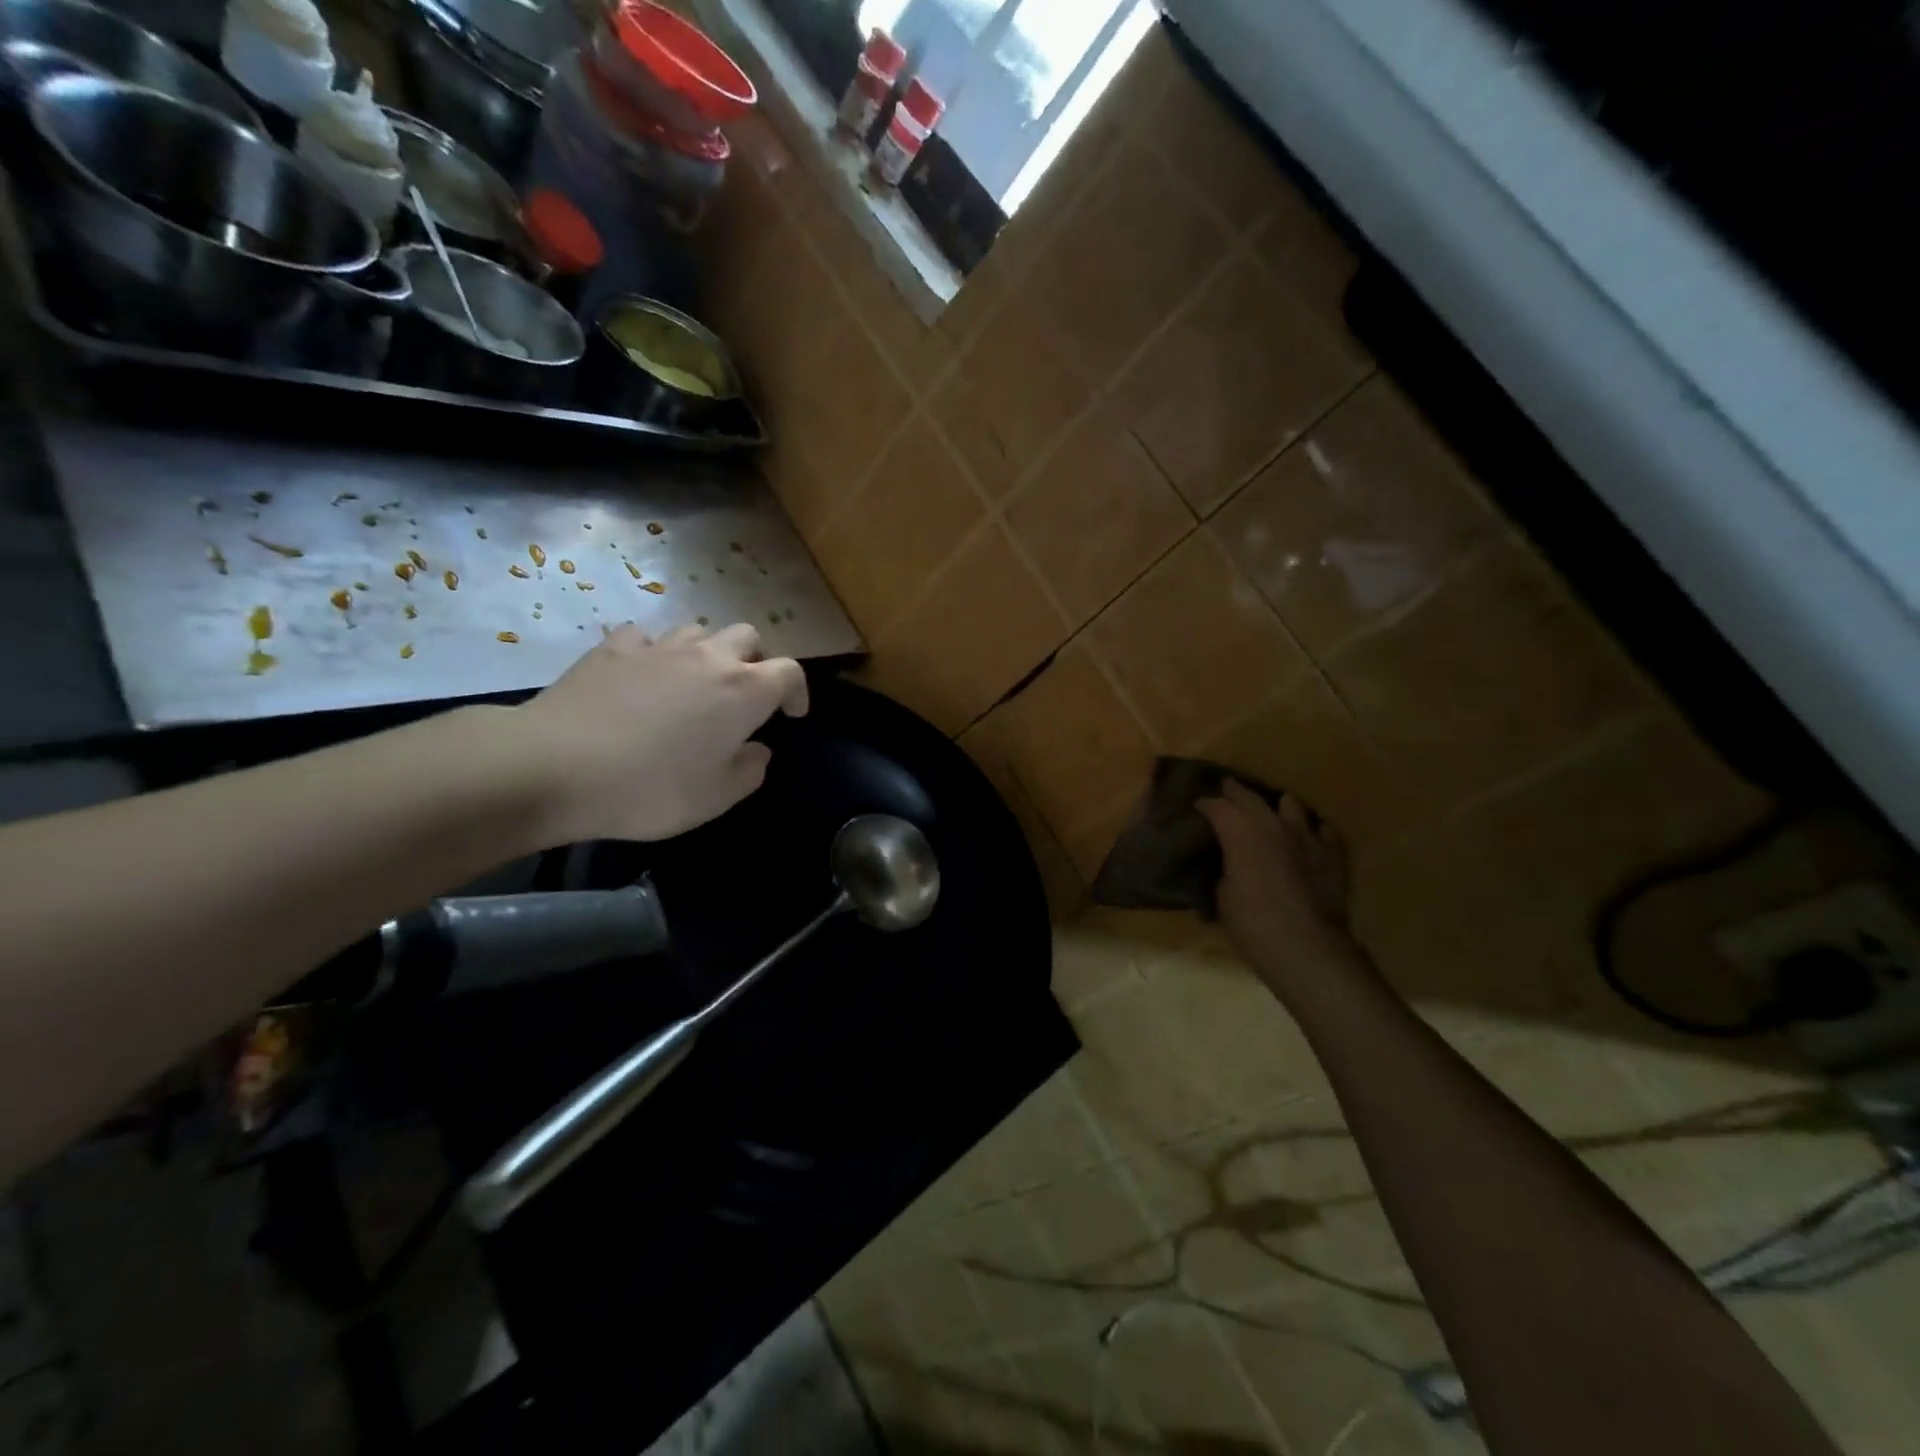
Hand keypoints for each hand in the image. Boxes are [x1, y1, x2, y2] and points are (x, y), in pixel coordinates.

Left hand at [511, 622, 807, 844]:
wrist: (554, 767)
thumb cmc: (649, 788)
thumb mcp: (715, 798)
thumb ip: (749, 771)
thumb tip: (756, 750)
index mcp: (743, 691)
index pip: (789, 671)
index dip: (798, 691)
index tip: (791, 715)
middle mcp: (708, 658)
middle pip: (748, 637)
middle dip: (756, 661)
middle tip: (744, 695)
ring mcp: (658, 647)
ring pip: (699, 630)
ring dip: (707, 652)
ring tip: (695, 682)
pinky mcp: (613, 648)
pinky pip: (646, 638)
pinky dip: (655, 652)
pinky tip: (643, 675)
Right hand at [1197, 781, 1354, 991]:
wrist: (1306, 946)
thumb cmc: (1251, 923)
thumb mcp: (1222, 895)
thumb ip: (1226, 868)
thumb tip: (1230, 865)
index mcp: (1239, 832)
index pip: (1217, 806)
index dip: (1205, 805)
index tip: (1197, 807)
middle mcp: (1272, 825)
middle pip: (1250, 797)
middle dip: (1234, 792)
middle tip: (1225, 790)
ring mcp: (1306, 836)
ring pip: (1290, 804)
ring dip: (1276, 807)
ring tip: (1270, 815)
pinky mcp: (1332, 854)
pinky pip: (1323, 829)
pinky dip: (1311, 830)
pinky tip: (1308, 837)